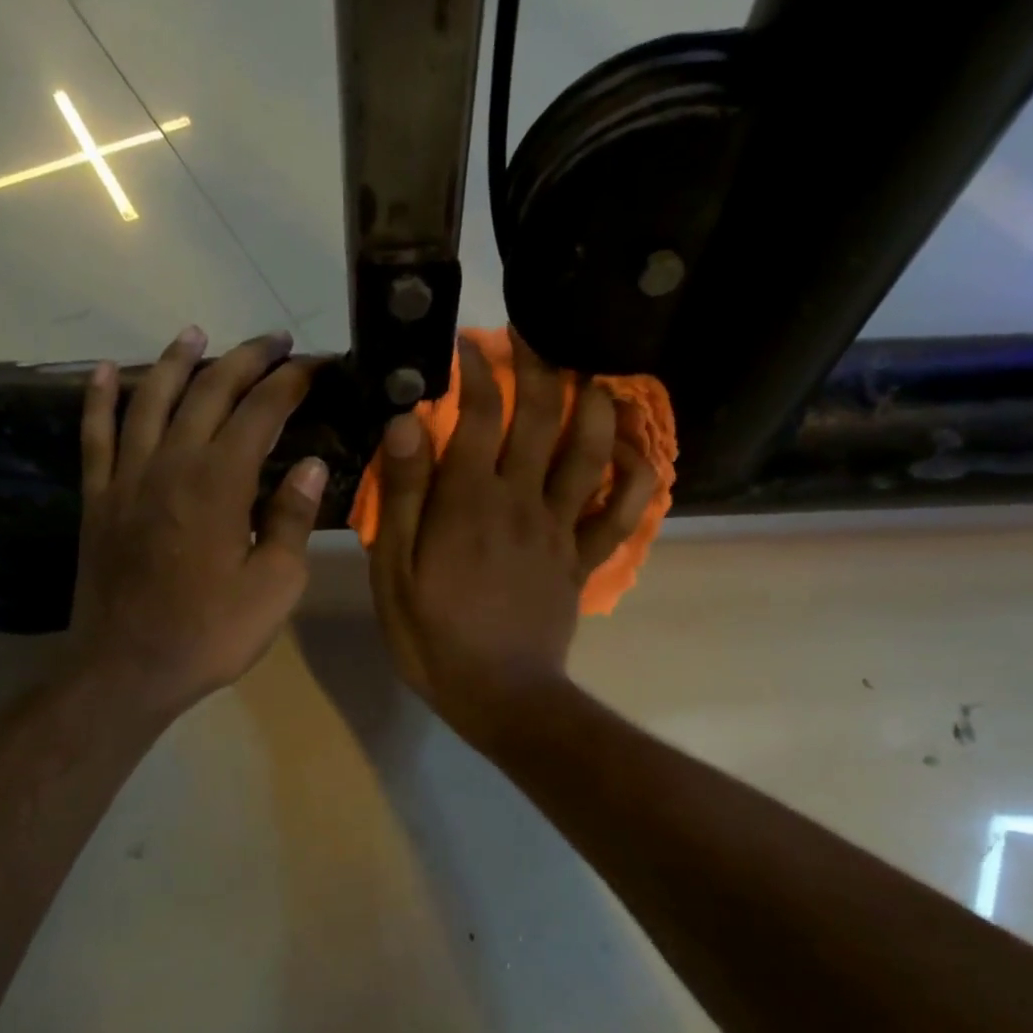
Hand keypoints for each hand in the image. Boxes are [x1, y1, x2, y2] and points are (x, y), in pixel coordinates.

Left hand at [65, 325, 325, 720]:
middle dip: (246, 360)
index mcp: (221, 482)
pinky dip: (99, 398)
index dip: (291, 383)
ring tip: (195, 333)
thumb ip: (291, 520)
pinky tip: (102, 371)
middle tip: (275, 342)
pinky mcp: (98, 498)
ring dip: (175, 360)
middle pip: (208, 392)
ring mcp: (127, 477)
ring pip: (150, 398)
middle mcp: (172, 463)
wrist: (128, 668)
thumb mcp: (274, 586)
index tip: (315, 366)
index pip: (262, 412)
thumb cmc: (211, 634)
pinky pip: (95, 435)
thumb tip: (313, 466)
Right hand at [368, 329, 656, 743]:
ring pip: (590, 451)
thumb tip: (405, 422)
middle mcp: (522, 500)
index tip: (467, 346)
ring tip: (588, 375)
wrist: (499, 695)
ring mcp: (561, 529)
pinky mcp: (583, 560)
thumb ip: (402, 497)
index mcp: (469, 500)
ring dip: (594, 404)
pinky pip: (622, 514)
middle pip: (541, 417)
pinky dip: (638, 478)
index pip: (476, 414)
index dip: (475, 370)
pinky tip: (636, 453)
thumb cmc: (434, 638)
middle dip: (537, 366)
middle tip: (530, 337)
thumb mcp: (394, 573)